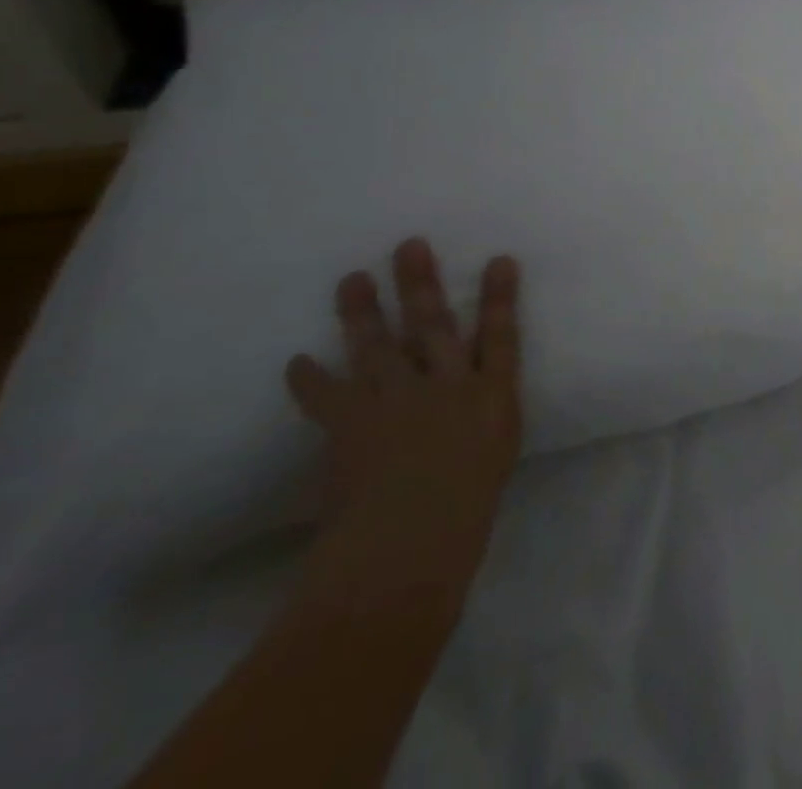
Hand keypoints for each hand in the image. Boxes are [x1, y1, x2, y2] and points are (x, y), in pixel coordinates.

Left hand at [283, 237, 521, 614]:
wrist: (404, 555)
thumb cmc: (465, 520)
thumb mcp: (493, 462)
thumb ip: (482, 426)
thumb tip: (466, 412)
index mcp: (492, 399)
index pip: (502, 335)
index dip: (501, 296)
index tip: (500, 260)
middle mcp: (448, 387)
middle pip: (435, 325)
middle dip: (423, 284)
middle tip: (408, 246)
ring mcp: (398, 402)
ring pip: (379, 346)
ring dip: (363, 310)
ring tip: (352, 279)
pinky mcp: (352, 426)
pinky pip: (327, 394)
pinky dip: (310, 378)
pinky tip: (299, 359)